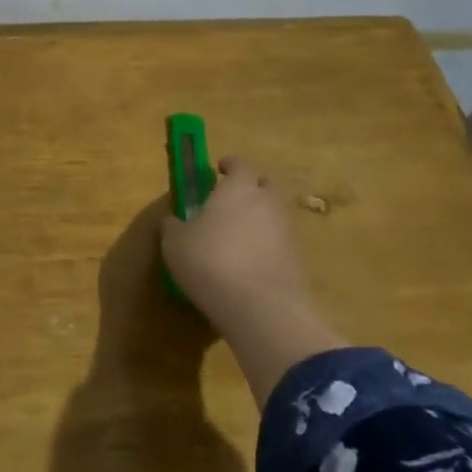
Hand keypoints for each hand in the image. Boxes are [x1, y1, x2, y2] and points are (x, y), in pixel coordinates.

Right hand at [159, 155, 346, 404]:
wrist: (260, 306)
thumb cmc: (210, 261)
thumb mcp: (175, 243)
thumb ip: (173, 225)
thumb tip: (173, 220)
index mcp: (238, 188)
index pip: (240, 164)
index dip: (230, 165)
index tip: (219, 169)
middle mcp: (267, 202)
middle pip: (265, 184)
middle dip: (252, 187)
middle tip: (232, 198)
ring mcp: (287, 230)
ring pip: (274, 213)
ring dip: (260, 218)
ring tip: (238, 234)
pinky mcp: (297, 258)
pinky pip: (280, 241)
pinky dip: (267, 244)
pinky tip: (250, 261)